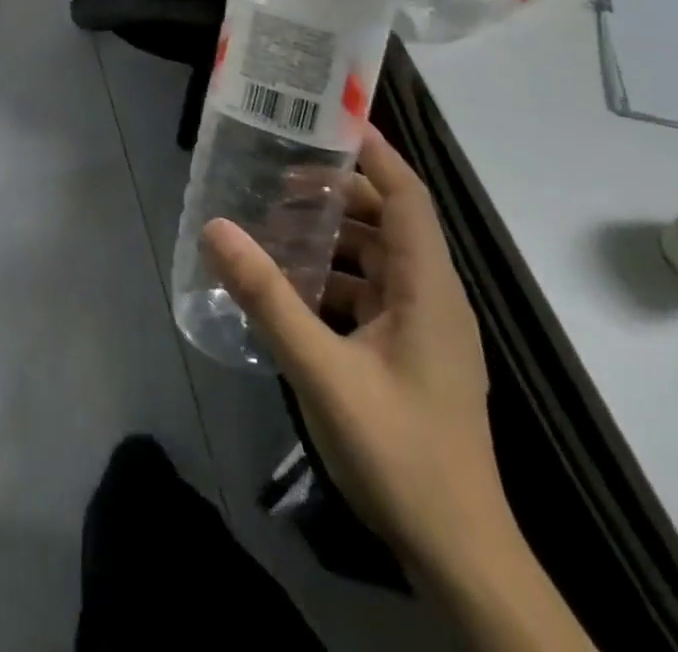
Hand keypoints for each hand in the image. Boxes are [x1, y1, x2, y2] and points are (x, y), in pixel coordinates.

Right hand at [203, 124, 507, 573]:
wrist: (460, 557)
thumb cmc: (400, 452)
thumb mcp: (322, 370)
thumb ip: (267, 296)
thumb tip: (217, 228)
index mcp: (429, 288)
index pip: (408, 195)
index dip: (375, 153)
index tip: (328, 120)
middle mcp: (435, 298)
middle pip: (389, 221)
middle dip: (338, 193)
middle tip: (279, 179)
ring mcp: (427, 330)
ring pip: (379, 259)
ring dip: (333, 238)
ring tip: (277, 229)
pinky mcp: (414, 356)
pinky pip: (373, 295)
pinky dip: (336, 279)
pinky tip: (293, 291)